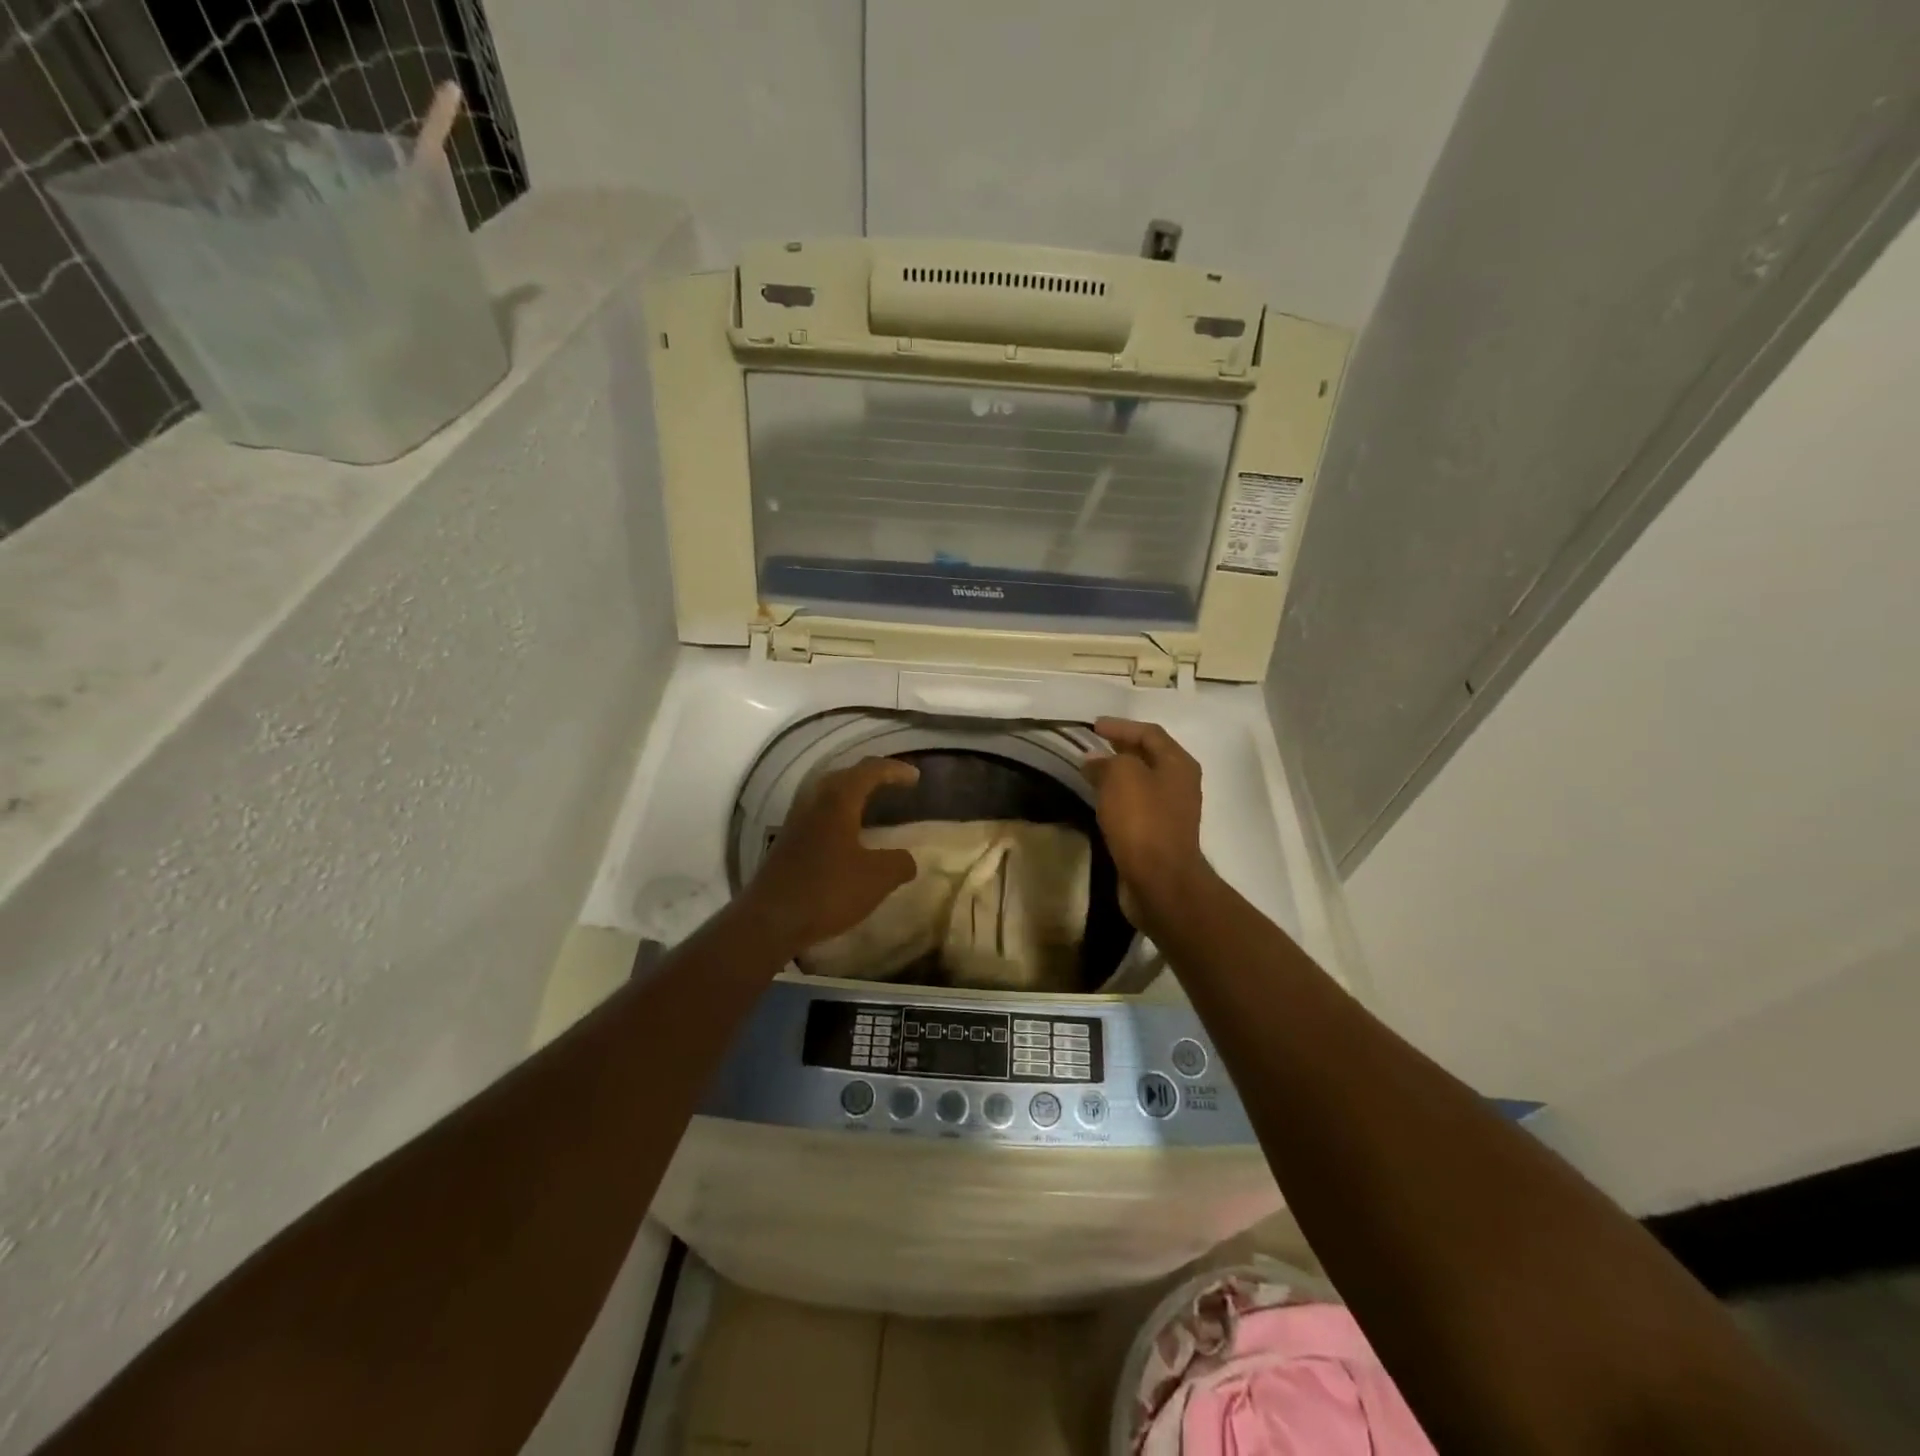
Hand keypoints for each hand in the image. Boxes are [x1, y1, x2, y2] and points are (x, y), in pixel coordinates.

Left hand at [742, 757, 921, 954]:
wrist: (769, 920)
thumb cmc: (827, 891)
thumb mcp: (877, 879)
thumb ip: (899, 863)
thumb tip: (906, 860)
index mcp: (838, 801)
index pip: (869, 770)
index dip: (895, 770)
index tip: (915, 778)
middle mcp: (813, 802)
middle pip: (844, 776)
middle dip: (870, 776)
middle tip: (893, 784)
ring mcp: (796, 822)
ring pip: (827, 795)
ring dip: (851, 795)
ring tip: (871, 806)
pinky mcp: (787, 843)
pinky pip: (818, 816)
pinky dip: (838, 816)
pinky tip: (848, 837)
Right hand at [1084, 718, 1212, 929]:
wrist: (1160, 879)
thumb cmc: (1142, 821)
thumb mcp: (1121, 777)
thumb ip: (1106, 761)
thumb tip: (1094, 761)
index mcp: (1177, 763)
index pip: (1149, 732)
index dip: (1121, 726)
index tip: (1094, 727)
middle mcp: (1180, 783)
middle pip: (1149, 756)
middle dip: (1120, 749)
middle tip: (1092, 747)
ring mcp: (1172, 810)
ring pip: (1142, 782)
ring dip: (1118, 774)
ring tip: (1092, 772)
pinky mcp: (1160, 834)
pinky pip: (1137, 805)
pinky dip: (1119, 798)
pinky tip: (1101, 802)